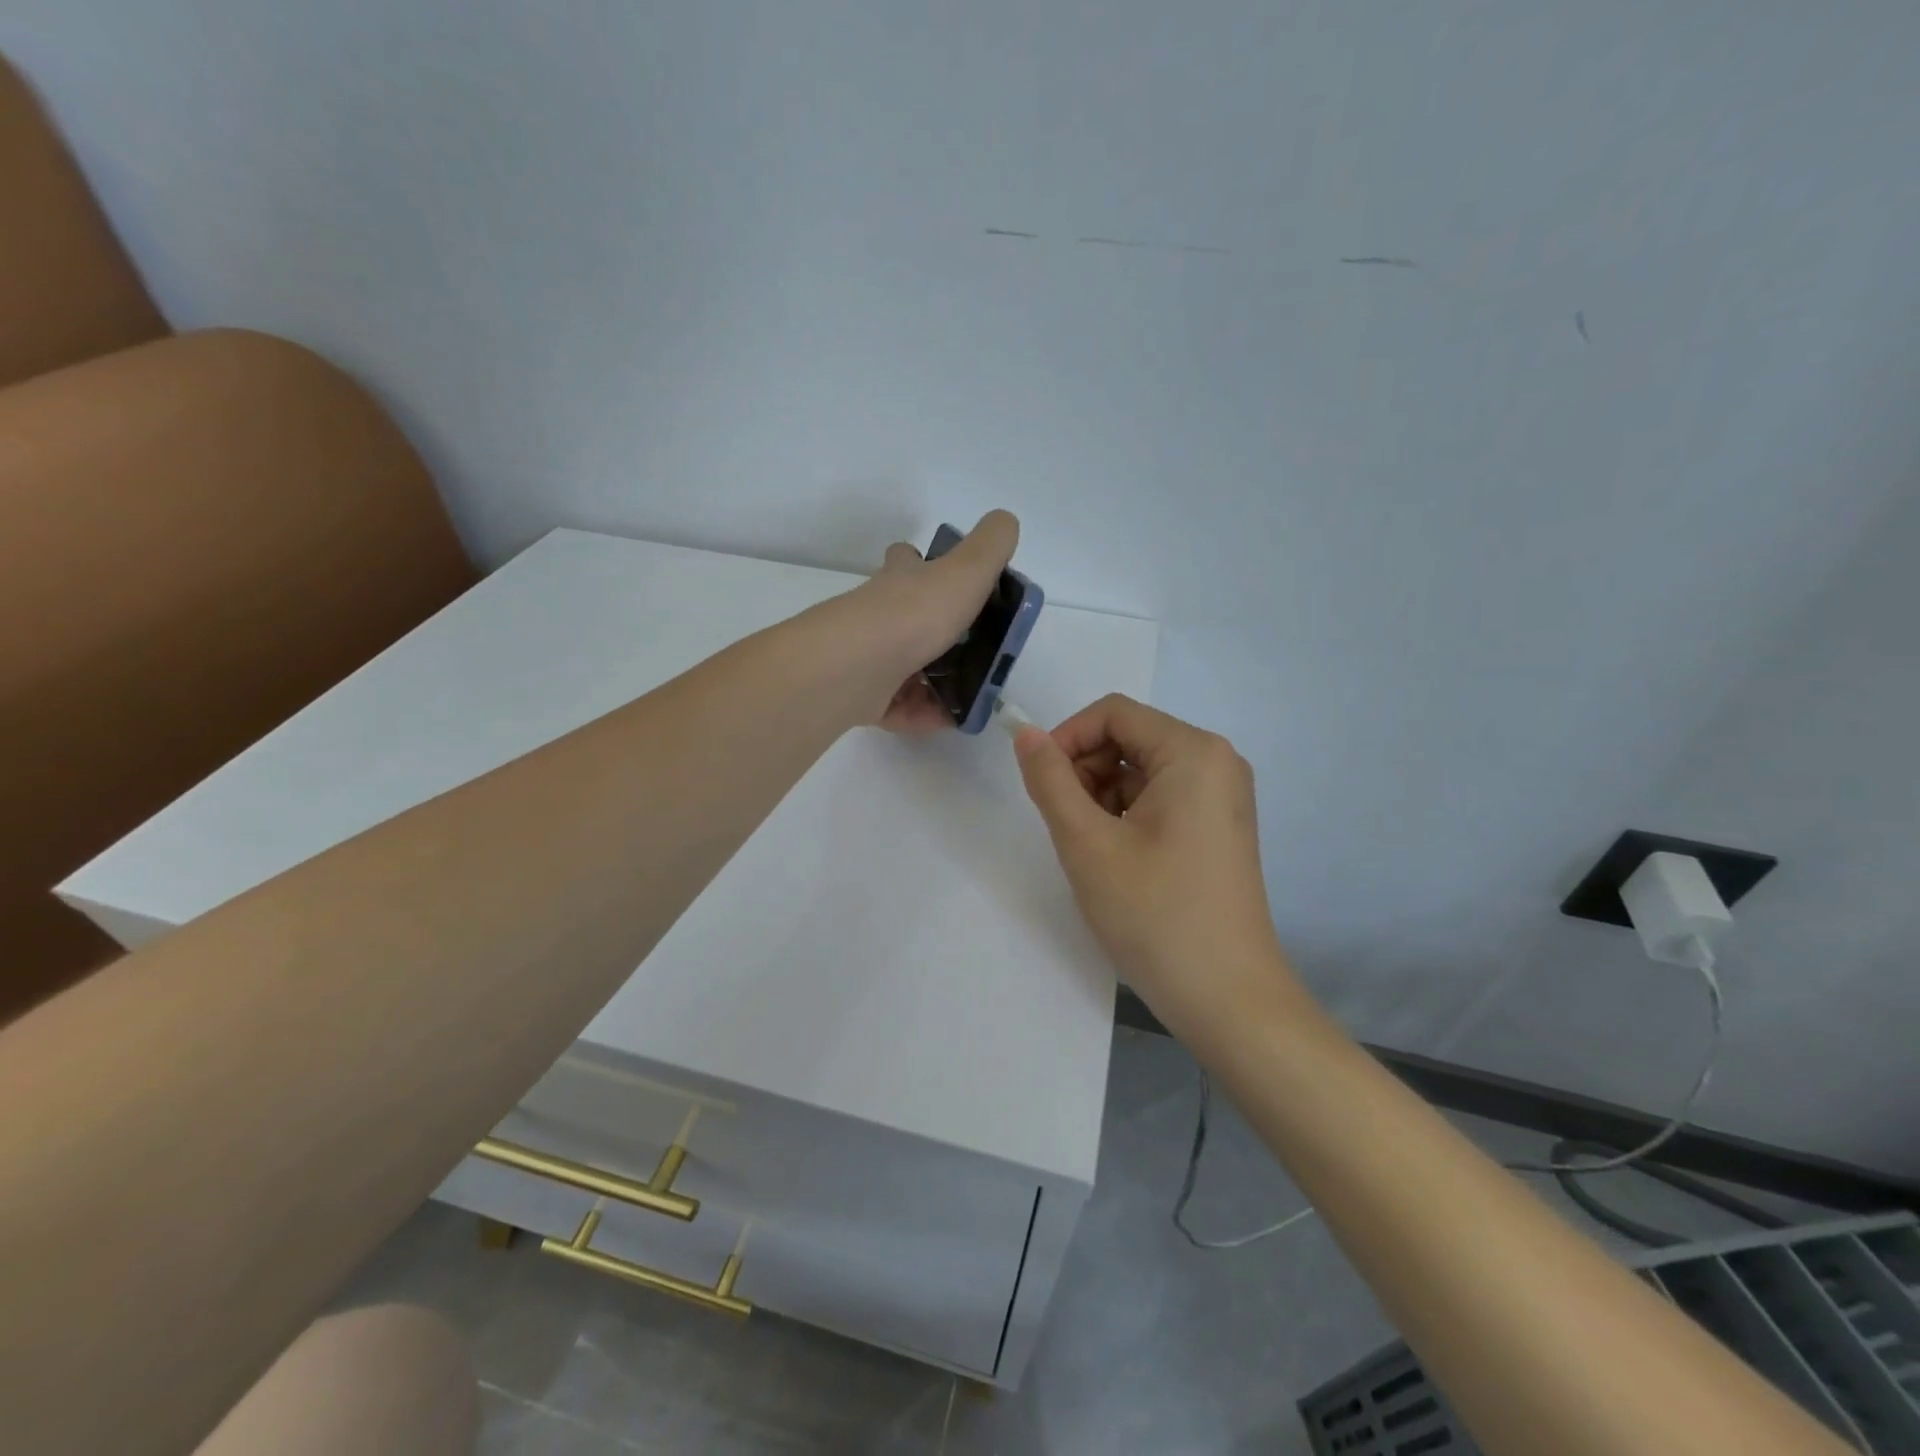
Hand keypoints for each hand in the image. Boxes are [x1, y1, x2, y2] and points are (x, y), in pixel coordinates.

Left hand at [849, 511, 1019, 733]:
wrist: (859, 666)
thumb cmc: (915, 614)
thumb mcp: (966, 570)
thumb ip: (990, 545)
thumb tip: (1005, 520)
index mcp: (901, 583)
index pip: (906, 562)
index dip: (921, 563)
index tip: (947, 577)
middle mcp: (879, 617)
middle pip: (903, 618)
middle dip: (934, 631)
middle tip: (972, 648)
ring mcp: (869, 659)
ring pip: (903, 668)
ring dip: (935, 680)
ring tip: (972, 692)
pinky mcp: (865, 699)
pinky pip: (899, 708)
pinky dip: (924, 714)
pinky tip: (950, 720)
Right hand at [1013, 695, 1299, 1041]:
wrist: (1228, 1000)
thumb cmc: (1156, 914)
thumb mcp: (1087, 843)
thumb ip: (1050, 780)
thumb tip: (1026, 733)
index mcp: (1194, 752)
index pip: (1113, 713)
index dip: (1067, 739)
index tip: (1041, 785)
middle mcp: (1216, 763)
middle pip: (1128, 739)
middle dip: (1085, 772)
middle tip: (1067, 827)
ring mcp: (1220, 798)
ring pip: (1139, 772)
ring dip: (1101, 799)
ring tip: (1093, 852)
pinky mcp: (1217, 828)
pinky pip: (1159, 800)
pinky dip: (1126, 817)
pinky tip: (1118, 862)